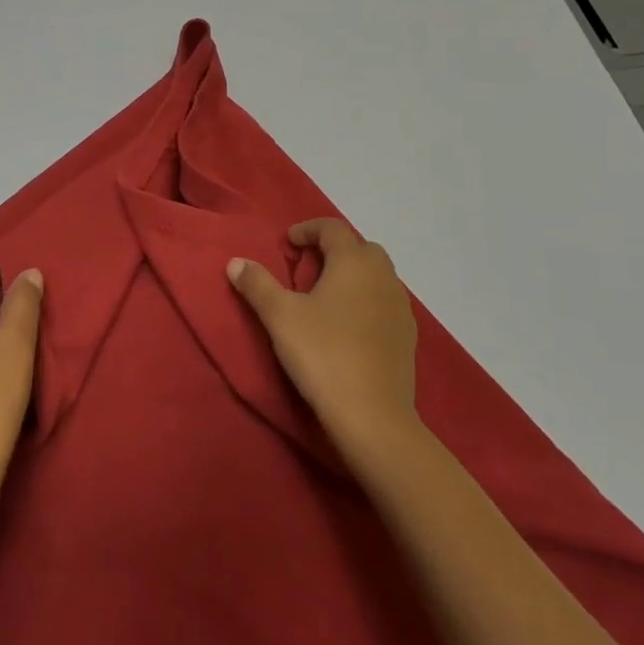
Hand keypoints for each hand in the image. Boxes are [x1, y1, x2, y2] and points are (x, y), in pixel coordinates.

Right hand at [228, 218, 419, 461]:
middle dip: (333, 250)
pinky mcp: (408, 335)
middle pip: (359, 247)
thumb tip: (236, 262)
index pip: (332, 228)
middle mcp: (383, 275)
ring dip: (352, 275)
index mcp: (353, 262)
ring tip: (325, 296)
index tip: (288, 244)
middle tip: (307, 268)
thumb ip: (257, 284)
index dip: (308, 229)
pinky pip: (385, 301)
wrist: (373, 416)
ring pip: (376, 274)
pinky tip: (349, 325)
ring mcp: (400, 306)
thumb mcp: (280, 316)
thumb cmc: (323, 354)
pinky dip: (366, 300)